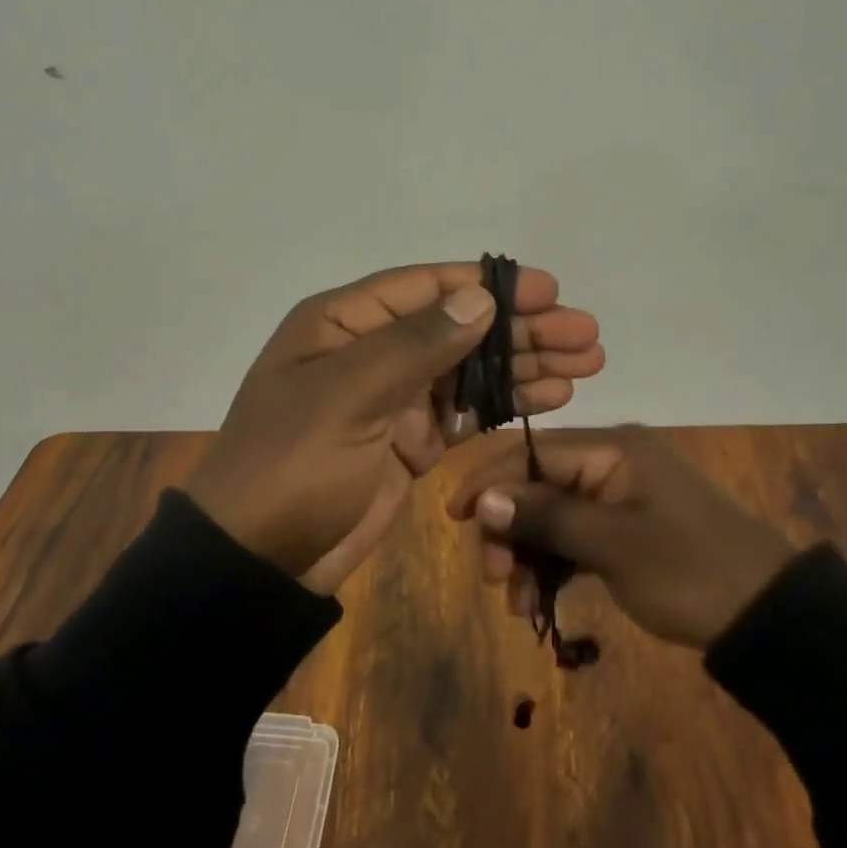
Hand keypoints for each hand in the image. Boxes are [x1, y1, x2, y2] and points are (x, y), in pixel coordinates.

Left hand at [185, 262, 603, 595]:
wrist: (258, 561)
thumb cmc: (292, 463)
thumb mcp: (347, 394)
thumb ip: (416, 345)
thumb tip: (480, 298)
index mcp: (343, 323)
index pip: (426, 288)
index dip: (489, 286)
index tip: (548, 290)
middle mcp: (372, 351)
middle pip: (458, 327)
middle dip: (522, 329)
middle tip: (586, 333)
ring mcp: (394, 398)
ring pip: (471, 369)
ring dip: (526, 365)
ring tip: (587, 361)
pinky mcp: (411, 441)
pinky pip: (467, 412)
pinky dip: (508, 404)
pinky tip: (554, 396)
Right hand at [447, 426, 794, 648]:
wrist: (770, 618)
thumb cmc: (690, 571)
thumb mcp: (614, 544)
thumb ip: (546, 517)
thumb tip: (482, 498)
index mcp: (611, 449)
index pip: (532, 451)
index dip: (489, 480)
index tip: (455, 518)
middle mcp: (610, 462)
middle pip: (537, 484)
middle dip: (509, 528)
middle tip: (495, 578)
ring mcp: (619, 497)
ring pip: (552, 515)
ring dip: (528, 555)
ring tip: (518, 604)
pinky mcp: (626, 529)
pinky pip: (575, 538)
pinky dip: (554, 566)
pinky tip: (539, 603)